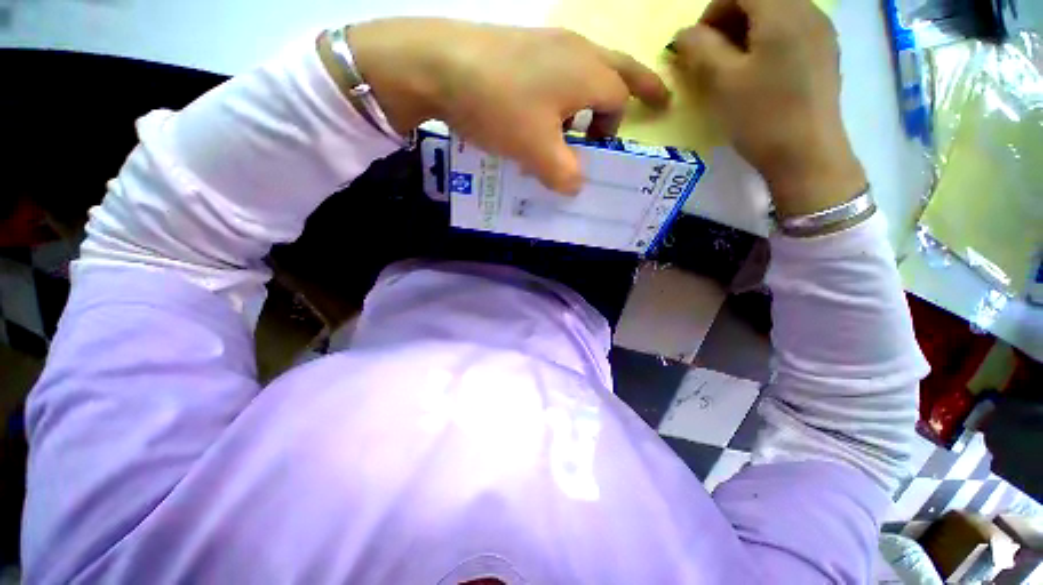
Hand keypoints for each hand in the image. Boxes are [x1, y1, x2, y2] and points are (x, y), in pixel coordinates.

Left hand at [338, 18, 669, 193]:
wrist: (440, 65)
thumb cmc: (500, 108)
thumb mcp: (537, 153)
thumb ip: (564, 174)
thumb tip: (575, 186)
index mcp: (587, 73)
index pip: (619, 101)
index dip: (613, 130)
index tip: (595, 153)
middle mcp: (575, 49)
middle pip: (619, 68)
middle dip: (642, 85)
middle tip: (657, 100)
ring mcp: (547, 41)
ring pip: (586, 68)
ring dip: (591, 96)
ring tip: (576, 125)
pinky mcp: (521, 45)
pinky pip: (555, 69)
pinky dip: (561, 92)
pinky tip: (540, 112)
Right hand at [670, 0, 866, 215]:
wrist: (806, 154)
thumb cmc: (761, 116)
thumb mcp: (721, 82)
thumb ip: (699, 49)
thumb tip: (683, 34)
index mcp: (783, 11)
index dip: (712, 11)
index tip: (697, 44)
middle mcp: (808, 9)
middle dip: (729, 19)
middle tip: (712, 55)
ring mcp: (821, 30)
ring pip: (776, 11)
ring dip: (748, 29)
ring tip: (733, 65)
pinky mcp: (824, 51)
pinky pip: (791, 28)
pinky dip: (767, 39)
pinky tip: (758, 70)